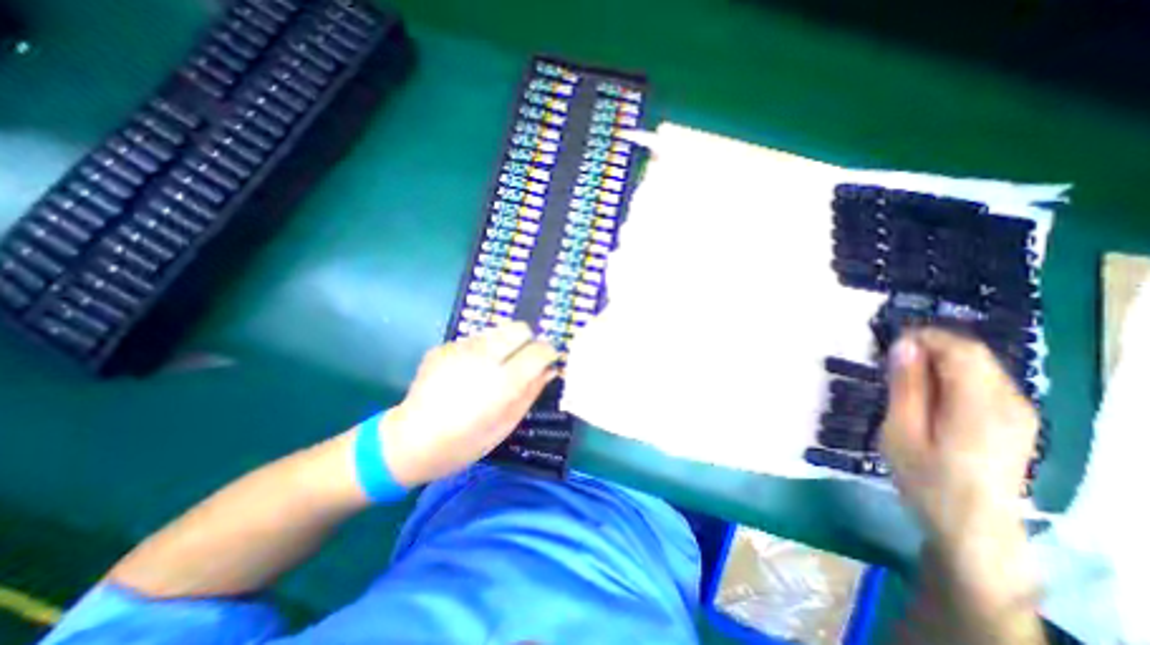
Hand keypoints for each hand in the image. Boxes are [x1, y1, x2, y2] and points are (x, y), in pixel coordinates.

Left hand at [377, 322, 556, 487]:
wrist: (409, 441)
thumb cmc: (464, 443)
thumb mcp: (506, 424)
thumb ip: (531, 392)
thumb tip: (550, 370)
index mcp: (503, 381)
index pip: (539, 349)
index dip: (549, 352)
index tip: (549, 361)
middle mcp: (484, 356)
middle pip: (520, 328)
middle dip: (528, 341)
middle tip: (523, 360)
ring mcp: (460, 348)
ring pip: (497, 331)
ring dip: (504, 344)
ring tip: (494, 367)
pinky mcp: (444, 346)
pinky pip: (474, 339)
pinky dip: (481, 350)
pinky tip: (469, 372)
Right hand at [882, 328, 1044, 549]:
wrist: (972, 526)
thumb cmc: (926, 479)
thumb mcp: (902, 431)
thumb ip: (906, 387)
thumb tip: (904, 346)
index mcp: (980, 406)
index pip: (960, 349)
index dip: (923, 337)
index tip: (887, 343)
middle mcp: (1010, 403)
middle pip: (973, 354)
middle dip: (929, 347)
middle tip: (890, 361)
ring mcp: (1019, 412)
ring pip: (979, 365)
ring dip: (939, 361)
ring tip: (903, 378)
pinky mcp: (1016, 420)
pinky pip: (983, 381)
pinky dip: (952, 375)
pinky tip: (928, 394)